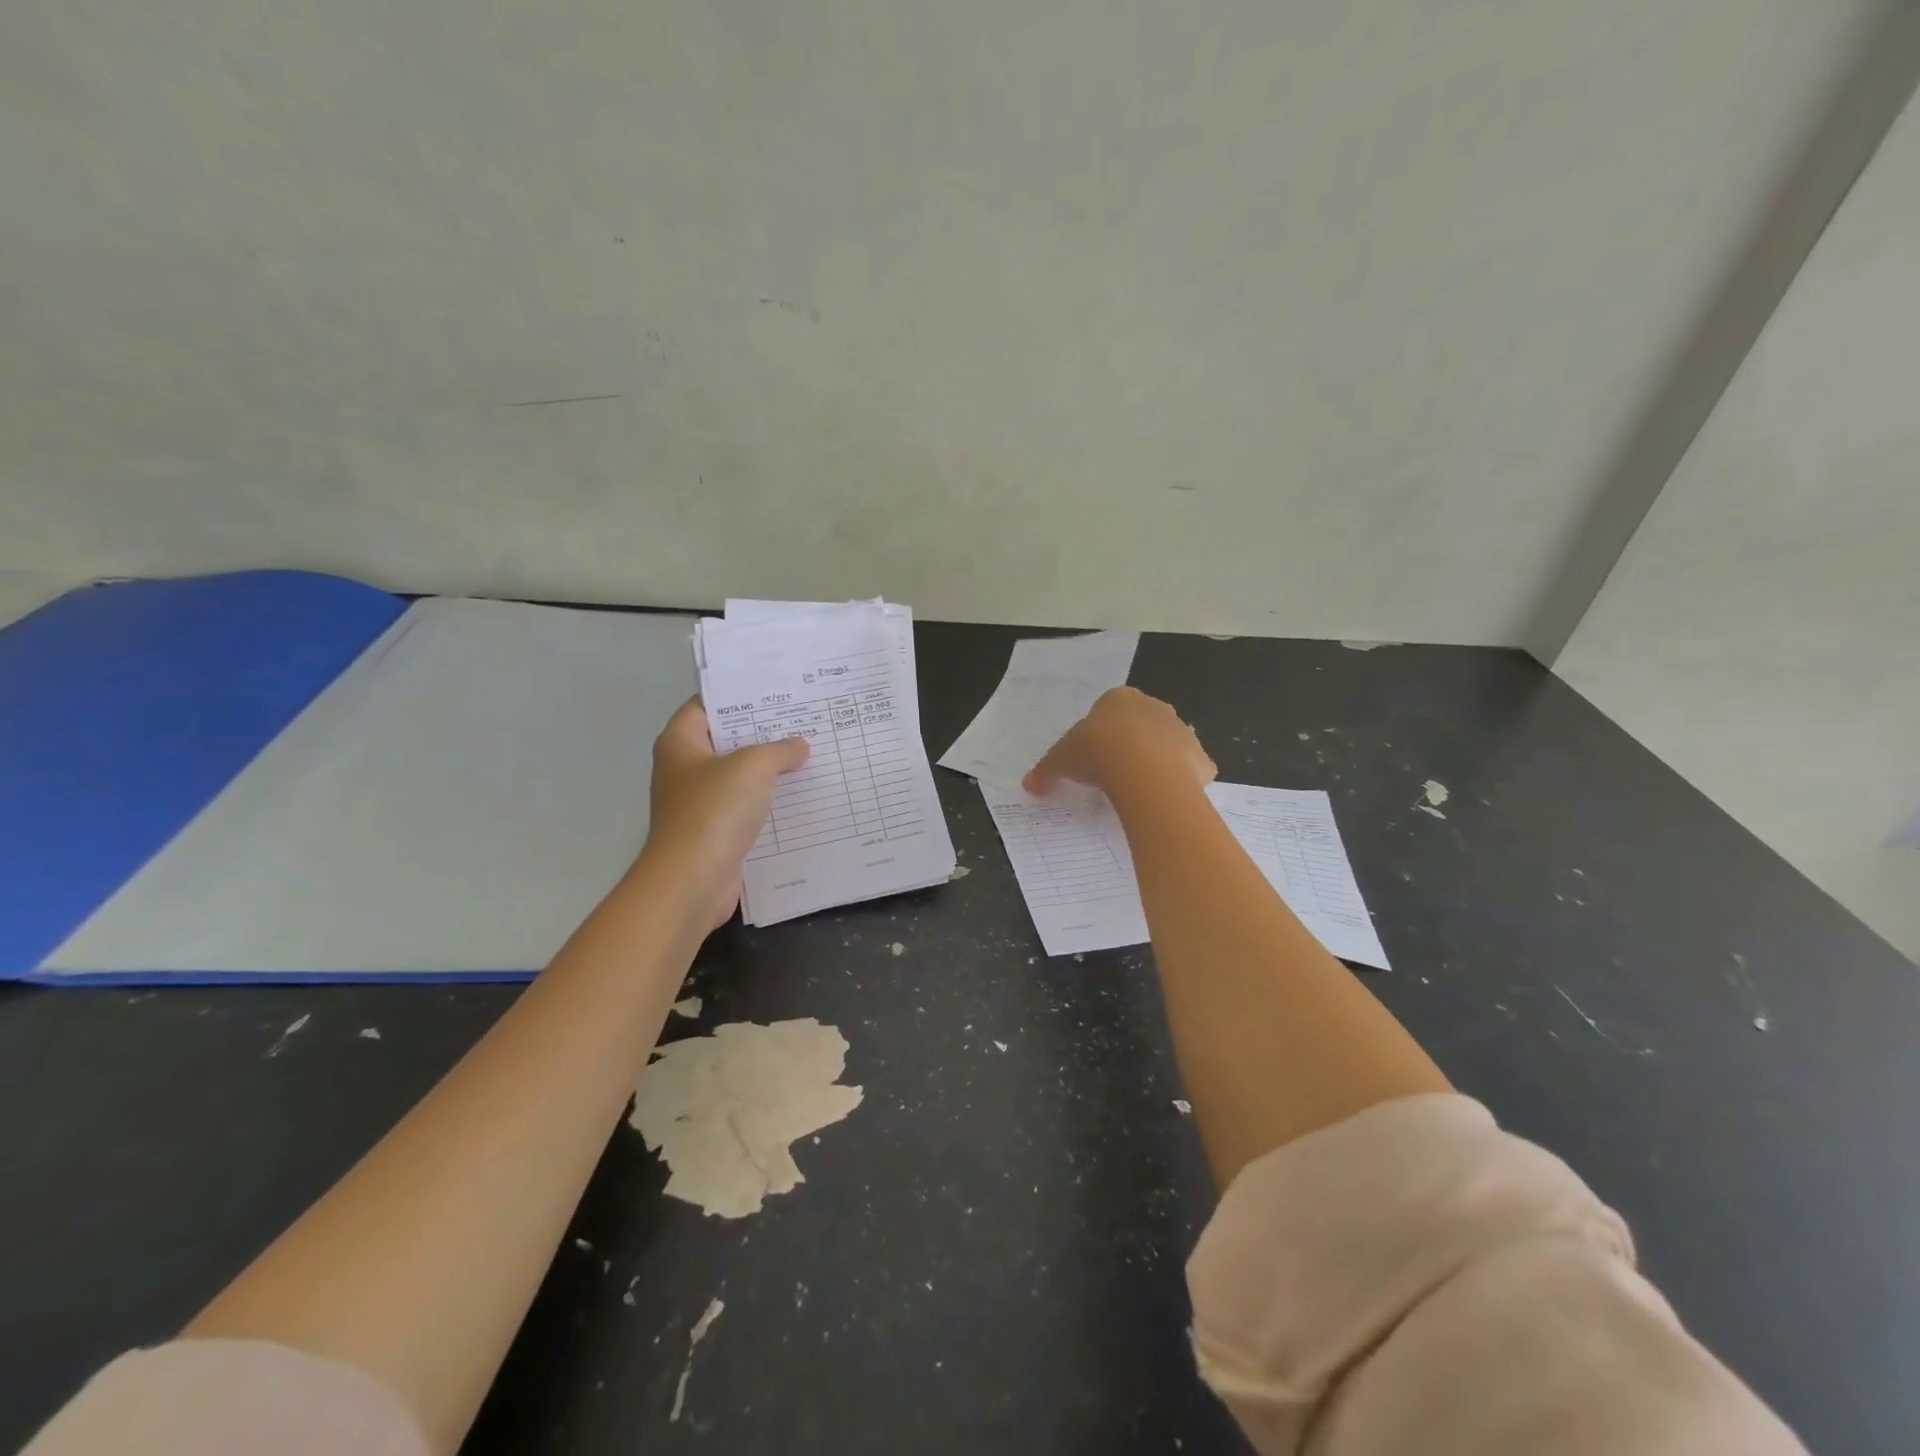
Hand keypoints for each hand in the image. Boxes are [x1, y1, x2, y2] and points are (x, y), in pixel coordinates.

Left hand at [640, 697, 808, 932]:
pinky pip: (746, 807)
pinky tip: (800, 796)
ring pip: (739, 776)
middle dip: (763, 732)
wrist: (691, 881)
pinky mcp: (715, 831)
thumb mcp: (752, 767)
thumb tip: (799, 746)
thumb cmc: (713, 812)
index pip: (706, 705)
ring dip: (770, 769)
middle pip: (726, 740)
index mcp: (681, 743)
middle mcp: (685, 769)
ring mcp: (699, 802)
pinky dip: (769, 801)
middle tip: (802, 720)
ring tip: (809, 754)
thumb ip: (779, 750)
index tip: (774, 691)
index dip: (737, 696)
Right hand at [1024, 687, 1214, 797]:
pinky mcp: (1202, 759)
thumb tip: (1028, 784)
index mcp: (1119, 699)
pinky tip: (1162, 800)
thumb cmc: (1096, 752)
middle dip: (1132, 744)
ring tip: (1138, 789)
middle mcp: (1154, 707)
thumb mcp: (1060, 760)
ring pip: (1168, 746)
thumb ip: (1046, 770)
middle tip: (1114, 772)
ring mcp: (1183, 731)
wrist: (1142, 770)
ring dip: (1158, 762)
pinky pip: (1189, 771)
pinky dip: (1180, 783)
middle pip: (1142, 724)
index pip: (1110, 710)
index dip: (1101, 734)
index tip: (1092, 756)